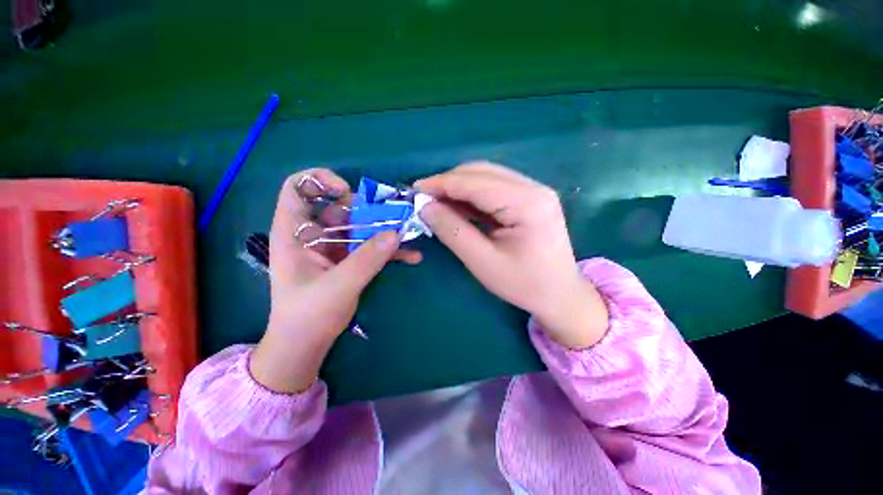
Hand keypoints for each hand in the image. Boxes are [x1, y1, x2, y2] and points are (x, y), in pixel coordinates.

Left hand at [250, 169, 420, 392]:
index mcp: (294, 233)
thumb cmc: (308, 315)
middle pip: (340, 206)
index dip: (320, 181)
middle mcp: (314, 235)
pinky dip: (389, 250)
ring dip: (384, 229)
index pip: (297, 188)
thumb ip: (366, 259)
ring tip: (407, 234)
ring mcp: (334, 247)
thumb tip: (395, 233)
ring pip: (361, 226)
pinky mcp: (349, 260)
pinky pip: (370, 247)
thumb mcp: (337, 286)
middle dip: (367, 209)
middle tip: (392, 217)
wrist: (307, 344)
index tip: (347, 192)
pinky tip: (411, 257)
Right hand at [415, 162, 608, 348]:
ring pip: (487, 177)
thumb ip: (452, 231)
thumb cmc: (523, 284)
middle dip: (448, 183)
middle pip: (481, 172)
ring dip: (459, 187)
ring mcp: (534, 191)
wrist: (560, 295)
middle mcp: (533, 188)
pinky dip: (472, 195)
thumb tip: (425, 207)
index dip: (441, 184)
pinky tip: (458, 207)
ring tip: (437, 203)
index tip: (414, 191)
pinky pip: (494, 188)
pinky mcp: (530, 199)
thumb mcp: (483, 261)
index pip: (474, 182)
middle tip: (424, 199)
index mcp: (527, 203)